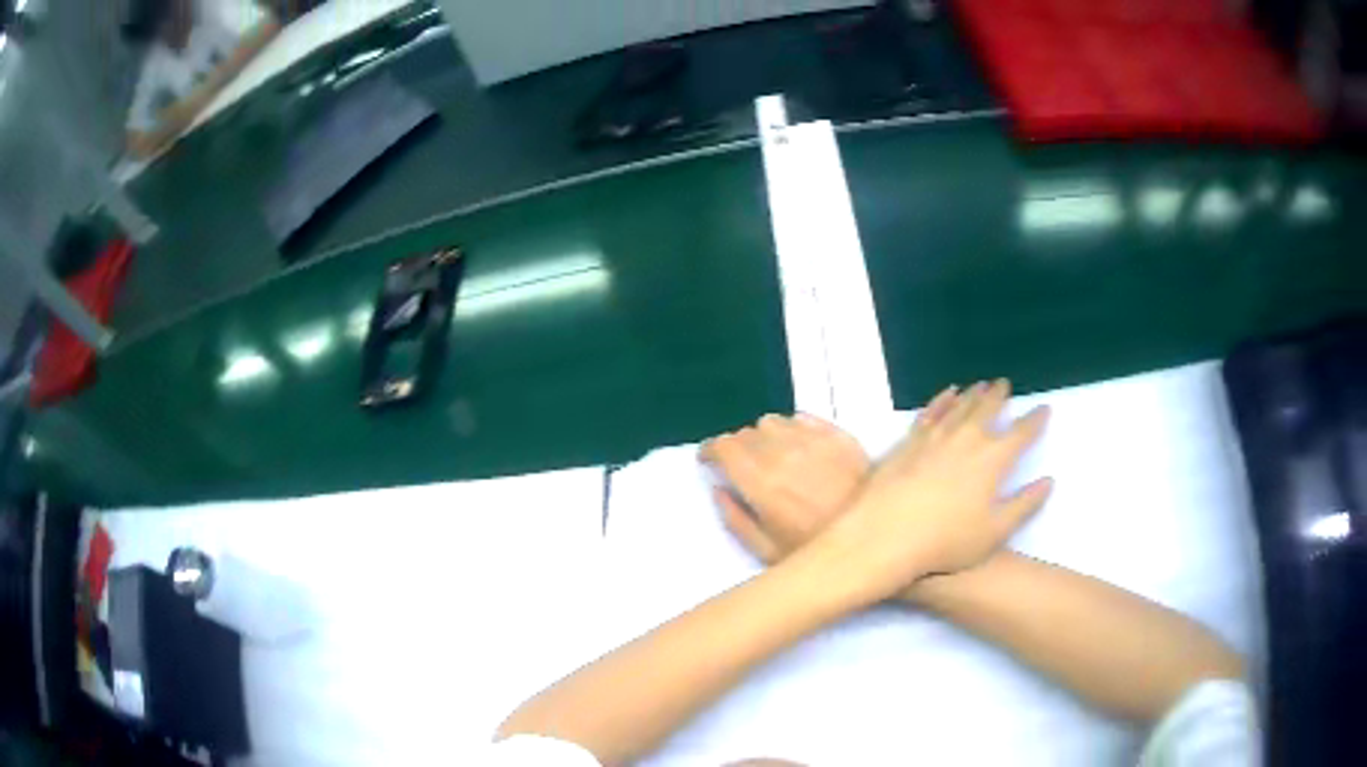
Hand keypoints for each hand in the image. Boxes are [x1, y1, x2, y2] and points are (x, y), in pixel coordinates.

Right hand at [699, 388, 958, 562]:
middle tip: (742, 467)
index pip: (722, 446)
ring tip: (772, 456)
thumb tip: (718, 490)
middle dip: (736, 447)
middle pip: (745, 432)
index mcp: (759, 481)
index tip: (709, 461)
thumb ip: (735, 519)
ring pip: (773, 421)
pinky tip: (800, 448)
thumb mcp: (765, 552)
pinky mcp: (838, 436)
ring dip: (765, 436)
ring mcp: (813, 440)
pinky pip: (804, 419)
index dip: (710, 450)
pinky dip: (793, 430)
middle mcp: (781, 452)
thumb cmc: (815, 552)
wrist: (876, 542)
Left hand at [816, 379, 1052, 604]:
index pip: (1020, 433)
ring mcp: (935, 437)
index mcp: (993, 459)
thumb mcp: (995, 532)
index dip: (1034, 420)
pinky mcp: (909, 442)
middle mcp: (967, 439)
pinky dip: (942, 400)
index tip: (1043, 408)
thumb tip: (1048, 480)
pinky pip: (930, 412)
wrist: (886, 535)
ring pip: (960, 407)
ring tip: (982, 385)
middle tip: (1005, 384)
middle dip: (999, 396)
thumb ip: (1025, 505)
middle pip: (987, 410)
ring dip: (973, 395)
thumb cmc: (947, 542)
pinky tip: (947, 394)